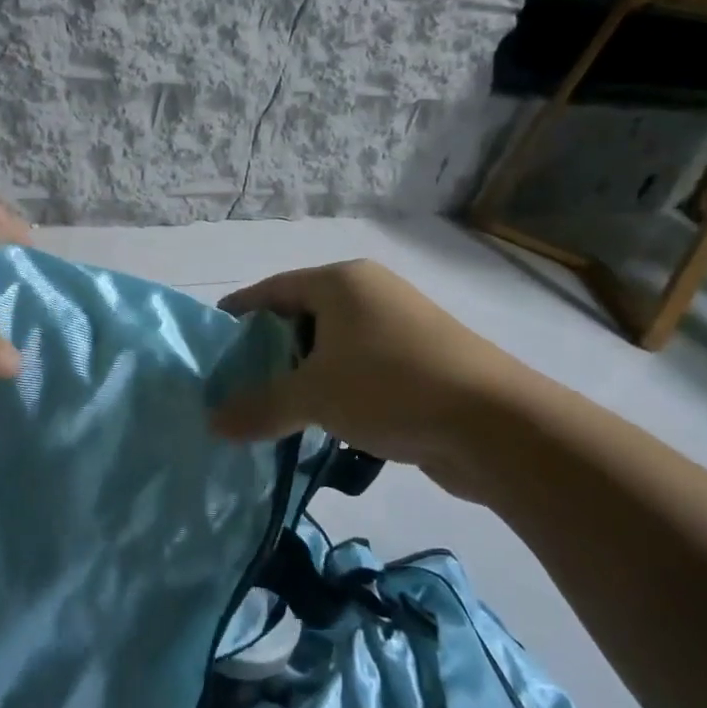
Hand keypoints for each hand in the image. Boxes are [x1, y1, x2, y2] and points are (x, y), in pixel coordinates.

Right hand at [209, 260, 521, 470]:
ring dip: (303, 374)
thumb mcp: (313, 395)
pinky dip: (336, 389)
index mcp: (342, 283)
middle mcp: (371, 295)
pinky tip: (321, 421)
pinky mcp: (421, 362)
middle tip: (237, 380)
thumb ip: (259, 406)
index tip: (213, 338)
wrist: (495, 424)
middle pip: (303, 316)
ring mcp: (400, 327)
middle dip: (269, 350)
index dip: (240, 312)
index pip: (274, 289)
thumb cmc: (391, 387)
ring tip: (273, 406)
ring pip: (333, 347)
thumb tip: (212, 422)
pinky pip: (360, 369)